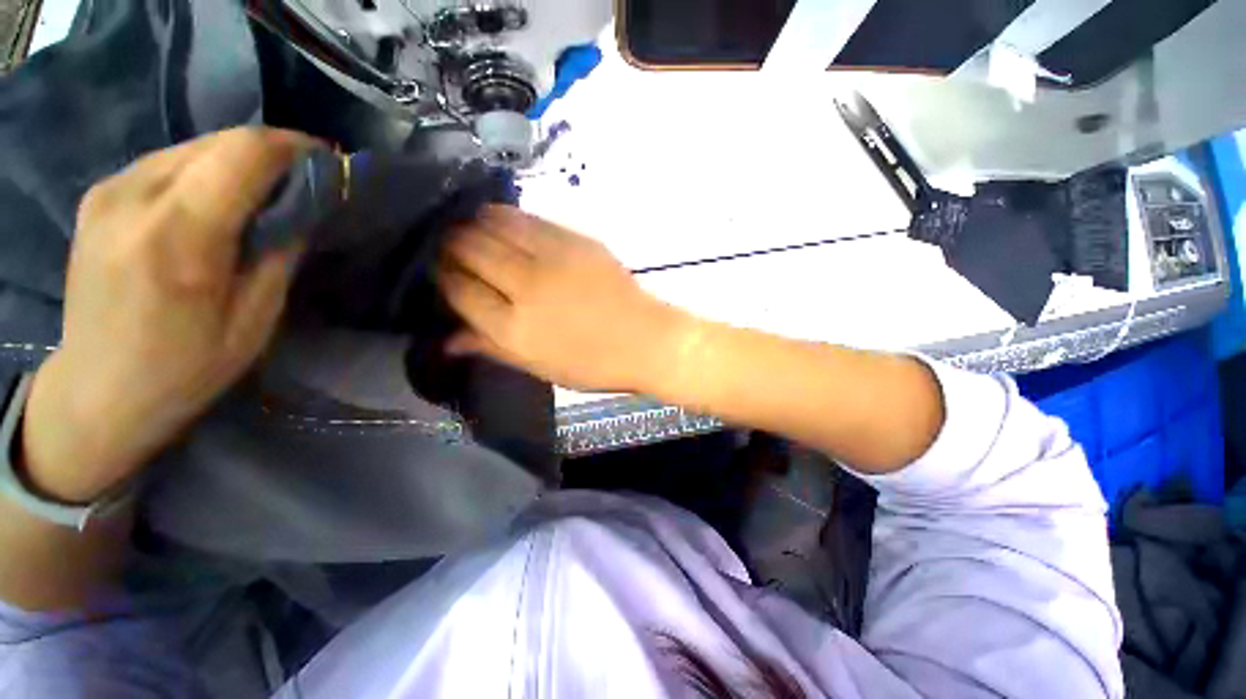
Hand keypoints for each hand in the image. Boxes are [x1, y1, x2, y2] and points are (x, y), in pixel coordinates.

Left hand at [21, 128, 316, 502]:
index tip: (329, 163)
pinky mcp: (99, 194)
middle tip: (306, 181)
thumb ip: (278, 253)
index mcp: (178, 237)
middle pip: (219, 141)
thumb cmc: (186, 368)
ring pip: (193, 146)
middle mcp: (134, 198)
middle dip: (272, 153)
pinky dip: (205, 170)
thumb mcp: (254, 319)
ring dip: (238, 161)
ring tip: (266, 193)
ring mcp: (109, 191)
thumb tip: (305, 206)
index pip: (244, 154)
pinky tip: (218, 201)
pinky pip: (167, 161)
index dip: (294, 148)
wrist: (98, 390)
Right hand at [439, 206, 691, 392]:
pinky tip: (504, 222)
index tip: (443, 273)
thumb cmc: (593, 364)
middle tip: (452, 248)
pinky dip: (507, 217)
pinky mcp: (576, 240)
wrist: (645, 340)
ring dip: (475, 224)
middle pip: (470, 249)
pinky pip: (529, 218)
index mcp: (515, 328)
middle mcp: (527, 286)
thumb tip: (447, 339)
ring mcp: (553, 258)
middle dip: (451, 245)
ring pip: (494, 224)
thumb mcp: (539, 367)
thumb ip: (492, 348)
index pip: (459, 290)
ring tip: (474, 230)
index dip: (444, 277)